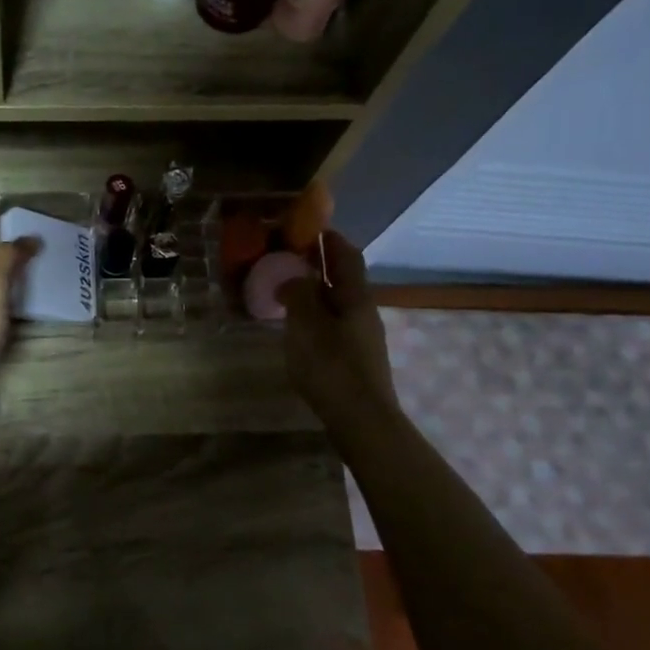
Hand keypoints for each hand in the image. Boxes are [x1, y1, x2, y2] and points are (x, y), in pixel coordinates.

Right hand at [276, 230, 399, 425]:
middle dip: (318, 265)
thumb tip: (292, 277)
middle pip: (343, 278)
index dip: (329, 238)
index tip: (307, 228)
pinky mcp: (356, 359)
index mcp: (355, 297)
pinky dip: (316, 316)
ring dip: (315, 292)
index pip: (346, 255)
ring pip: (338, 303)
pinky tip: (298, 328)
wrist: (362, 421)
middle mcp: (364, 311)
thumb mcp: (306, 325)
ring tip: (285, 292)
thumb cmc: (332, 367)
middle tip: (287, 258)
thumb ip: (298, 294)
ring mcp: (362, 337)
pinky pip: (334, 324)